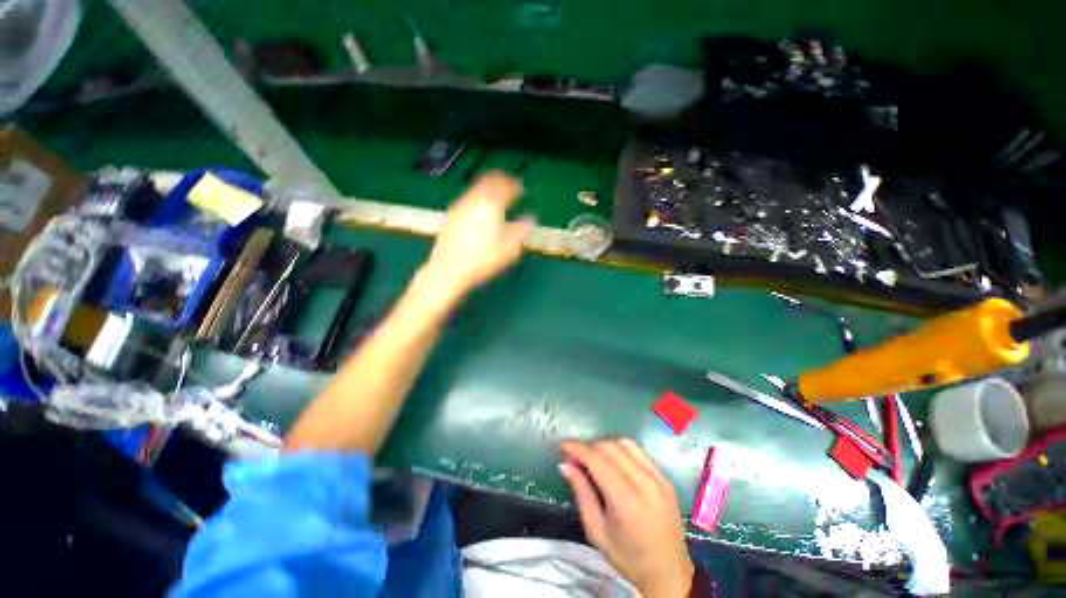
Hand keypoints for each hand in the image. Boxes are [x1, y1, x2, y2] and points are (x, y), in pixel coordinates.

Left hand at [421, 171, 532, 302]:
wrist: (448, 270)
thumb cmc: (483, 260)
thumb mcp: (510, 249)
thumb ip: (522, 230)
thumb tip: (531, 218)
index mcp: (491, 204)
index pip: (505, 186)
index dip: (515, 186)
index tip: (522, 189)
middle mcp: (474, 199)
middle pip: (488, 181)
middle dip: (501, 181)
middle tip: (510, 187)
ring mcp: (459, 206)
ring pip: (476, 189)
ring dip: (488, 189)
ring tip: (496, 199)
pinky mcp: (450, 216)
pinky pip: (468, 199)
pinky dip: (478, 199)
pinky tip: (480, 211)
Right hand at [560, 438, 693, 597]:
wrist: (669, 572)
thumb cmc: (628, 557)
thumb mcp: (596, 532)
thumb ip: (581, 493)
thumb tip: (565, 464)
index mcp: (626, 501)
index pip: (597, 461)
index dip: (578, 448)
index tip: (562, 445)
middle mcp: (645, 483)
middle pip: (610, 448)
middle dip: (588, 447)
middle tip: (576, 458)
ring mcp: (658, 478)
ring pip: (624, 443)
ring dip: (604, 445)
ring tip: (594, 459)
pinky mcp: (665, 477)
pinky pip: (638, 450)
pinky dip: (621, 449)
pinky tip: (614, 461)